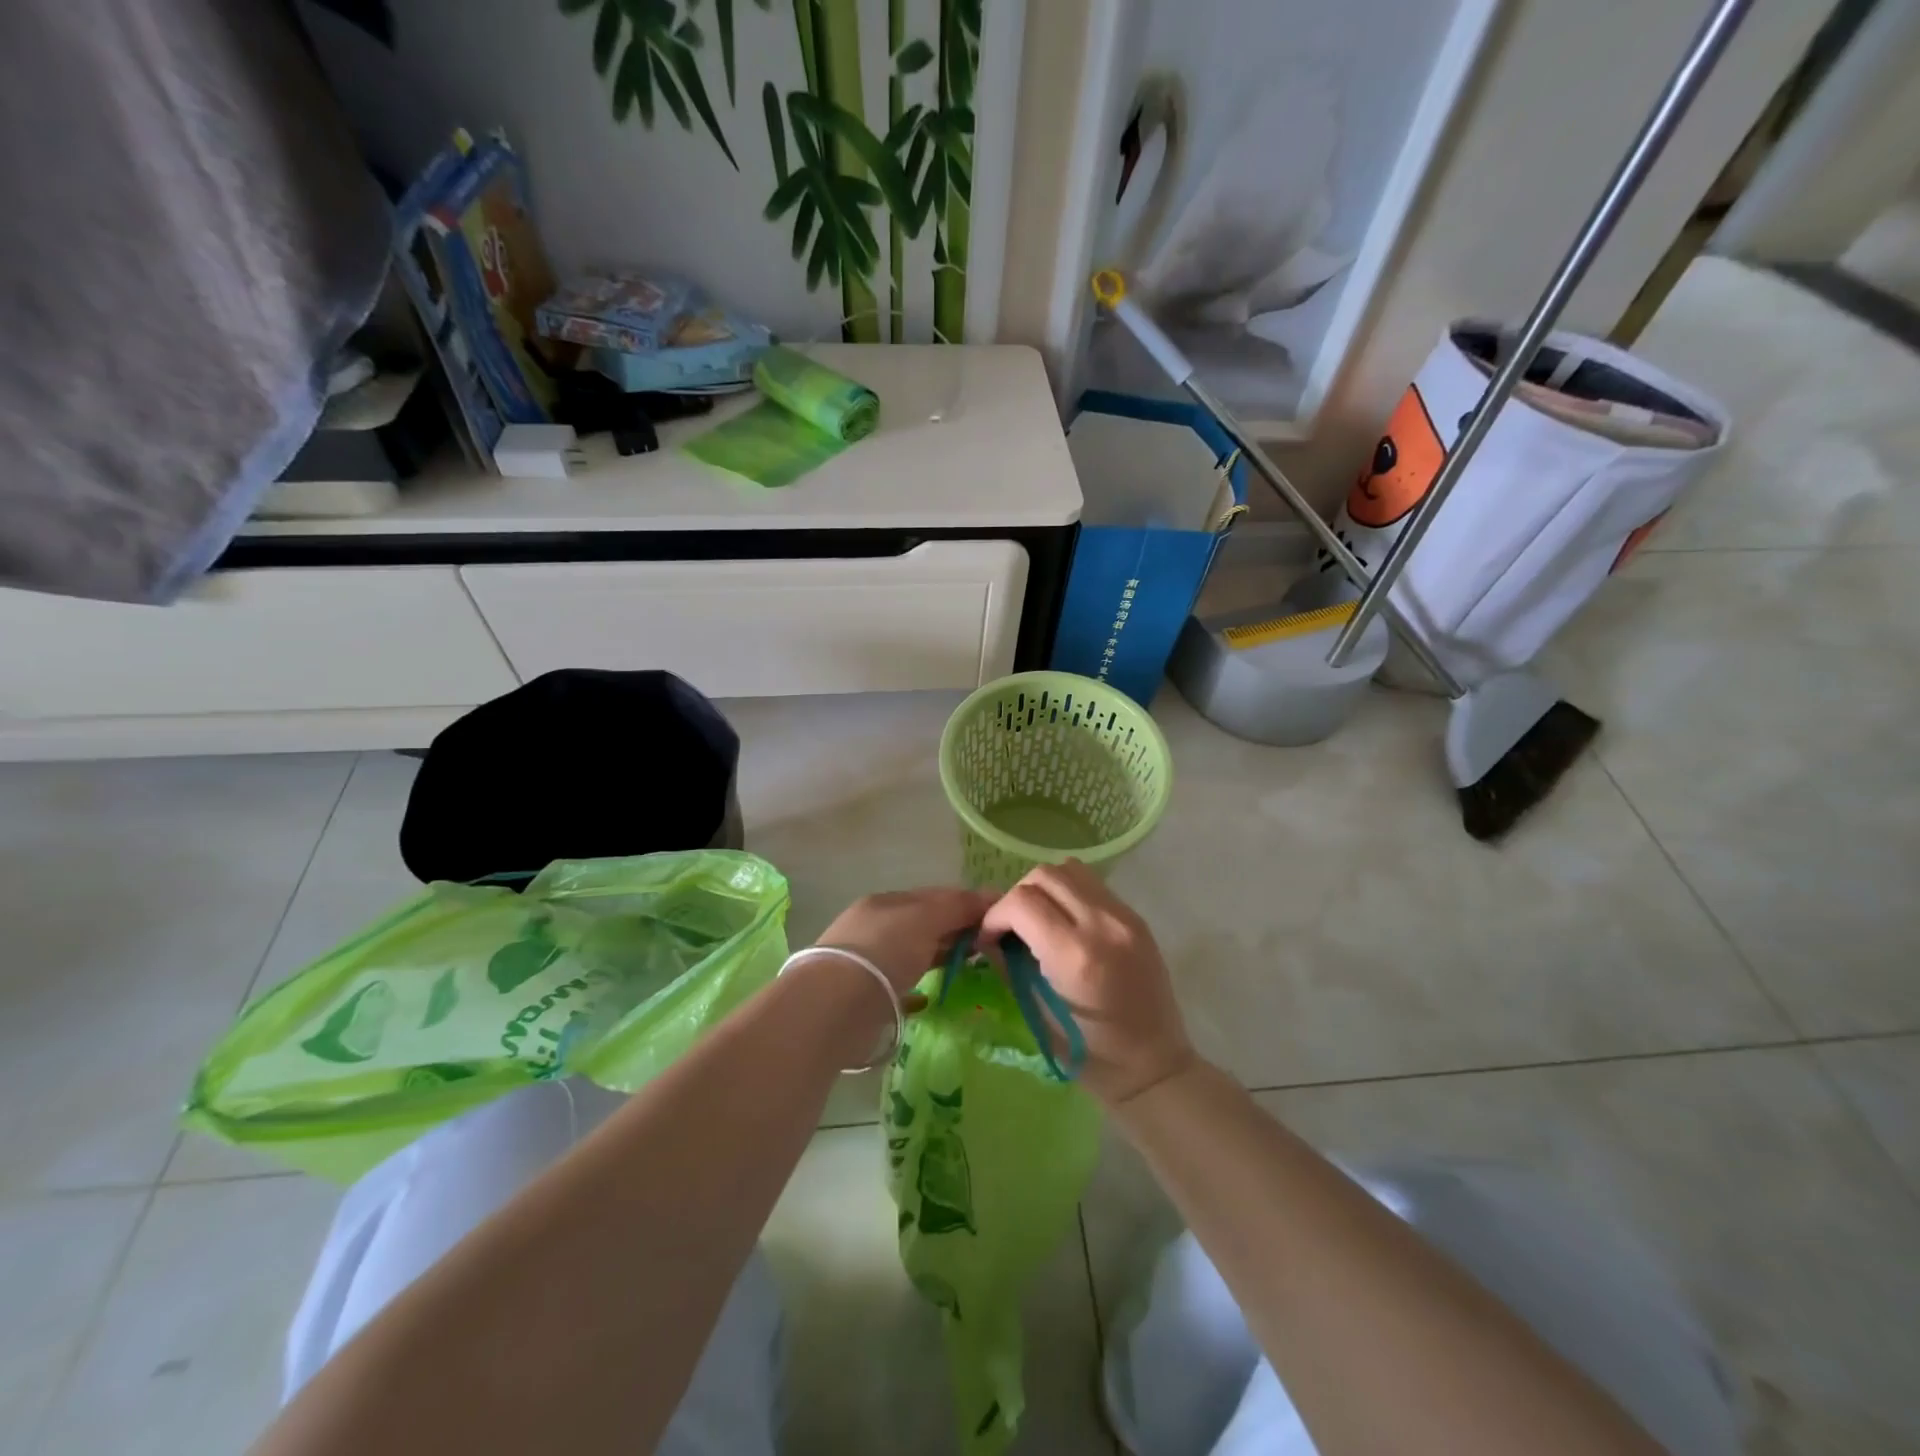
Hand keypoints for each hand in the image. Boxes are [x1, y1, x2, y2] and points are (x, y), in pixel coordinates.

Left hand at [814, 887, 996, 997]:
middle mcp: (875, 928)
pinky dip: (918, 988)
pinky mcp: (866, 997)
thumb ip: (957, 906)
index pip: (934, 896)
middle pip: (925, 924)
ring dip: (941, 956)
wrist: (836, 1006)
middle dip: (956, 931)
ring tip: (971, 967)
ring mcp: (868, 962)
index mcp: (886, 903)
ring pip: (914, 953)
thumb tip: (990, 898)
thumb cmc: (884, 950)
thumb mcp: (925, 918)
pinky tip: (930, 997)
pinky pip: (900, 986)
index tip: (998, 916)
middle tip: (992, 945)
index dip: (967, 903)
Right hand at [978, 861, 1196, 1105]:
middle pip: (1044, 875)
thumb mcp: (1038, 1014)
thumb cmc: (1090, 1055)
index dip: (995, 915)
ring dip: (1044, 888)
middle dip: (1017, 897)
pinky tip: (1066, 924)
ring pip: (1070, 869)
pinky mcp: (1136, 918)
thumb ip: (1009, 966)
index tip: (989, 938)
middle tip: (1012, 928)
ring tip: (1039, 920)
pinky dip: (1069, 894)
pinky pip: (1093, 885)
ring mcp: (1124, 917)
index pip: (1021, 902)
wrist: (1154, 1065)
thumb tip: (987, 937)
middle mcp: (1102, 924)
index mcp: (1075, 955)